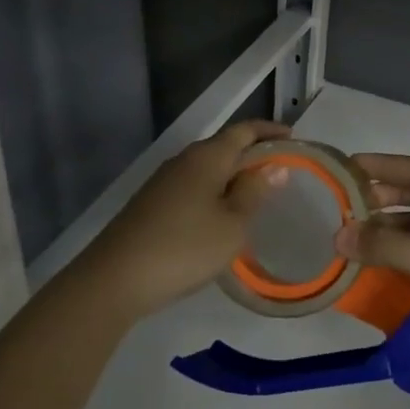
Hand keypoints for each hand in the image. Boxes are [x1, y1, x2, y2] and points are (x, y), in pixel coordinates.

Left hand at [72, 120, 291, 320]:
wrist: (115, 278)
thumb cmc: (184, 247)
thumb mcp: (232, 224)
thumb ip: (254, 192)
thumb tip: (275, 166)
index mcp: (207, 156)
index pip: (245, 130)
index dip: (270, 131)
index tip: (294, 139)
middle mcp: (184, 160)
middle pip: (224, 145)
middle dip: (253, 152)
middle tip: (281, 169)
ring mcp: (164, 181)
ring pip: (207, 167)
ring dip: (233, 173)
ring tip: (256, 192)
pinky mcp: (152, 202)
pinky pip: (193, 185)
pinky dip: (215, 190)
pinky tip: (221, 213)